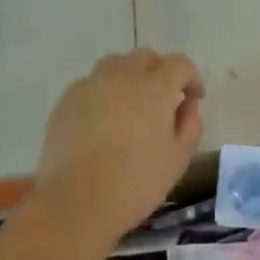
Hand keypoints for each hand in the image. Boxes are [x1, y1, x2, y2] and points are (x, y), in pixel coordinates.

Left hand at [32, 50, 204, 244]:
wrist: (76, 202)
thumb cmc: (136, 182)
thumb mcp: (179, 158)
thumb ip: (190, 124)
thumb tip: (186, 104)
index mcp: (155, 87)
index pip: (179, 64)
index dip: (191, 78)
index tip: (193, 99)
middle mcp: (122, 76)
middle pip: (145, 57)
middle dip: (160, 71)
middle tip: (163, 99)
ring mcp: (90, 85)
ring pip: (115, 64)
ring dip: (130, 76)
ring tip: (131, 105)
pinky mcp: (66, 100)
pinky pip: (91, 84)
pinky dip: (103, 92)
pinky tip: (103, 120)